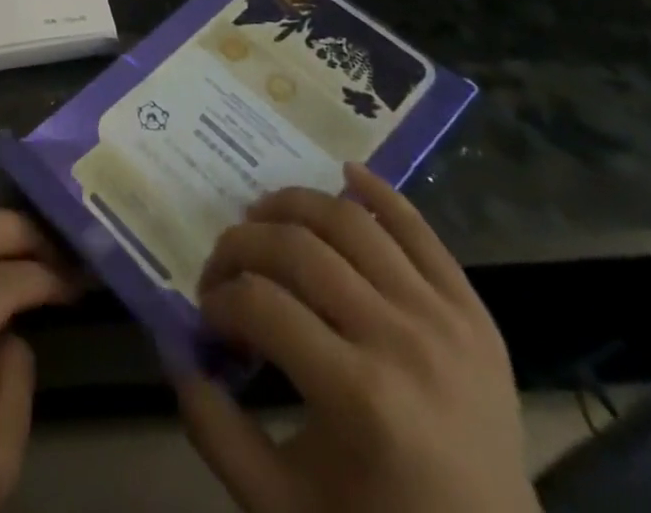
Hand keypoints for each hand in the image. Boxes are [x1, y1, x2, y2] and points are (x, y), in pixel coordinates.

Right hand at [177, 163, 537, 512]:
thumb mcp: (284, 509)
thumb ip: (216, 432)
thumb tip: (176, 353)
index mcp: (358, 396)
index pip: (260, 304)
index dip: (219, 299)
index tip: (208, 314)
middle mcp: (401, 341)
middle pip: (298, 250)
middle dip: (241, 245)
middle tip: (223, 264)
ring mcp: (444, 320)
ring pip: (351, 222)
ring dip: (294, 205)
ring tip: (264, 217)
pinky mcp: (474, 314)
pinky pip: (422, 231)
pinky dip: (381, 192)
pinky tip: (344, 172)